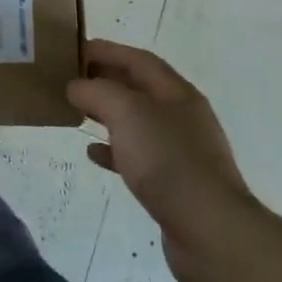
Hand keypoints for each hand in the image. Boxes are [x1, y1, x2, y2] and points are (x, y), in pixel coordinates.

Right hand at [68, 39, 257, 281]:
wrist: (210, 231)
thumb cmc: (167, 160)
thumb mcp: (126, 112)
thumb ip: (97, 91)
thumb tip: (76, 86)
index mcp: (176, 92)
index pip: (138, 59)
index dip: (107, 51)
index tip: (74, 50)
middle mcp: (182, 116)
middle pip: (138, 88)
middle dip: (105, 80)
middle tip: (71, 80)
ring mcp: (181, 151)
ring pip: (137, 122)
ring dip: (108, 114)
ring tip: (77, 113)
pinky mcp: (175, 183)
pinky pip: (138, 156)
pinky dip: (114, 150)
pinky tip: (94, 154)